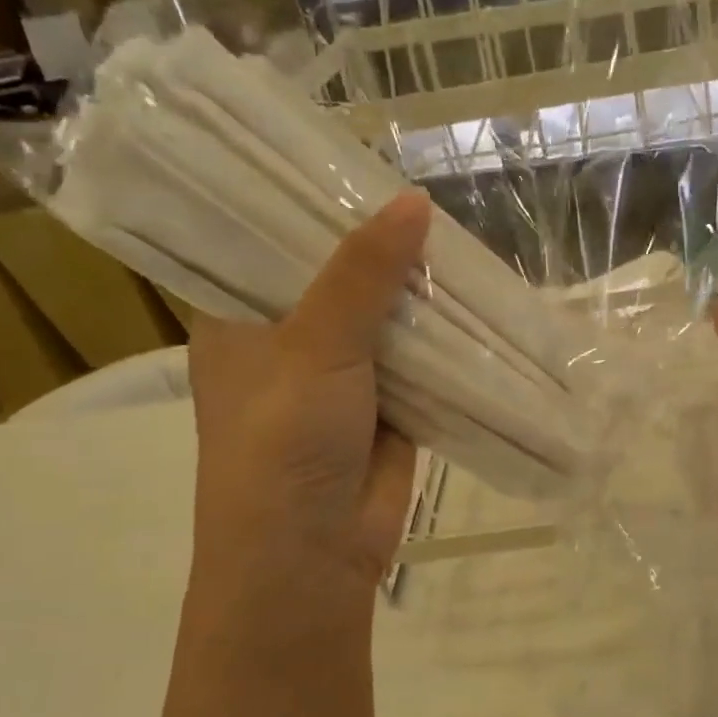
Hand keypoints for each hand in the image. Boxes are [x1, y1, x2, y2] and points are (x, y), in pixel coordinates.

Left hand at [187, 190, 431, 604]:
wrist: (312, 557)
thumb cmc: (283, 444)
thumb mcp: (315, 346)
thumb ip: (363, 274)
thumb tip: (414, 201)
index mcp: (239, 317)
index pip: (265, 240)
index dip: (306, 202)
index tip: (350, 159)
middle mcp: (288, 339)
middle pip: (338, 275)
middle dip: (380, 246)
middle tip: (426, 195)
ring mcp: (342, 373)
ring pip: (385, 316)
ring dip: (419, 291)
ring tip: (462, 236)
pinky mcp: (388, 404)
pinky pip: (420, 357)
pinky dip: (444, 336)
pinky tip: (478, 299)